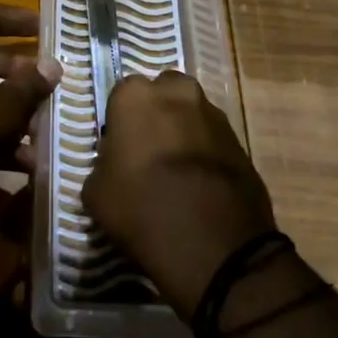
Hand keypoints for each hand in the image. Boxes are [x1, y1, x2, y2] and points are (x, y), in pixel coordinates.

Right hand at [83, 71, 276, 318]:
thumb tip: (115, 164)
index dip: (120, 121)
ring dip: (184, 131)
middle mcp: (177, 92)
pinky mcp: (240, 140)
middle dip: (157, 114)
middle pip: (162, 93)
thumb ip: (103, 164)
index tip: (120, 148)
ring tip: (178, 171)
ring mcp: (214, 114)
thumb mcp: (96, 193)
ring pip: (191, 113)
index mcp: (136, 96)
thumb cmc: (143, 209)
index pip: (122, 95)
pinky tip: (200, 185)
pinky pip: (214, 138)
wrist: (215, 245)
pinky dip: (207, 152)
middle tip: (150, 151)